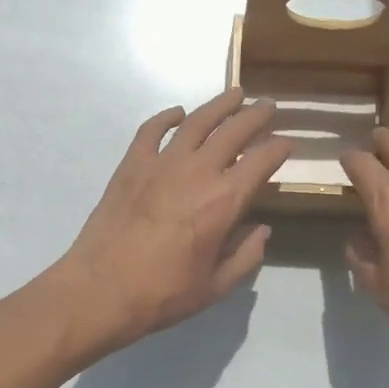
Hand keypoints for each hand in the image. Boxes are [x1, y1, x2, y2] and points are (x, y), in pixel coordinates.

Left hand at [59, 89, 291, 349]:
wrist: (101, 289)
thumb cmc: (163, 293)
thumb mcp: (216, 286)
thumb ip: (246, 256)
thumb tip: (262, 230)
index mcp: (224, 201)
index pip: (261, 161)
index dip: (278, 148)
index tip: (287, 142)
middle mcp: (197, 172)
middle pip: (233, 131)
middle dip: (255, 115)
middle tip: (268, 105)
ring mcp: (161, 163)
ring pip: (196, 122)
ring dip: (219, 105)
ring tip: (234, 94)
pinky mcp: (131, 164)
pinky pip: (151, 130)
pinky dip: (167, 117)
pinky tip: (178, 114)